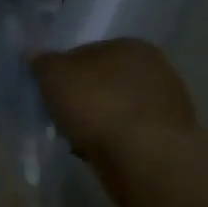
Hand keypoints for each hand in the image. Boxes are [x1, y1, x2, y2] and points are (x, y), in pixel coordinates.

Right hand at [30, 38, 195, 169]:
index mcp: (131, 46)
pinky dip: (114, 141)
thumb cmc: (98, 104)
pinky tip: (99, 153)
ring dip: (99, 121)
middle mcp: (157, 70)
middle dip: (84, 97)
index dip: (64, 71)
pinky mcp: (172, 141)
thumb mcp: (53, 75)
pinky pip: (130, 135)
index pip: (87, 52)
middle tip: (62, 115)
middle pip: (104, 82)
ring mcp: (169, 107)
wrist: (145, 160)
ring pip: (117, 109)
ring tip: (78, 138)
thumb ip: (42, 62)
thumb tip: (35, 56)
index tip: (50, 91)